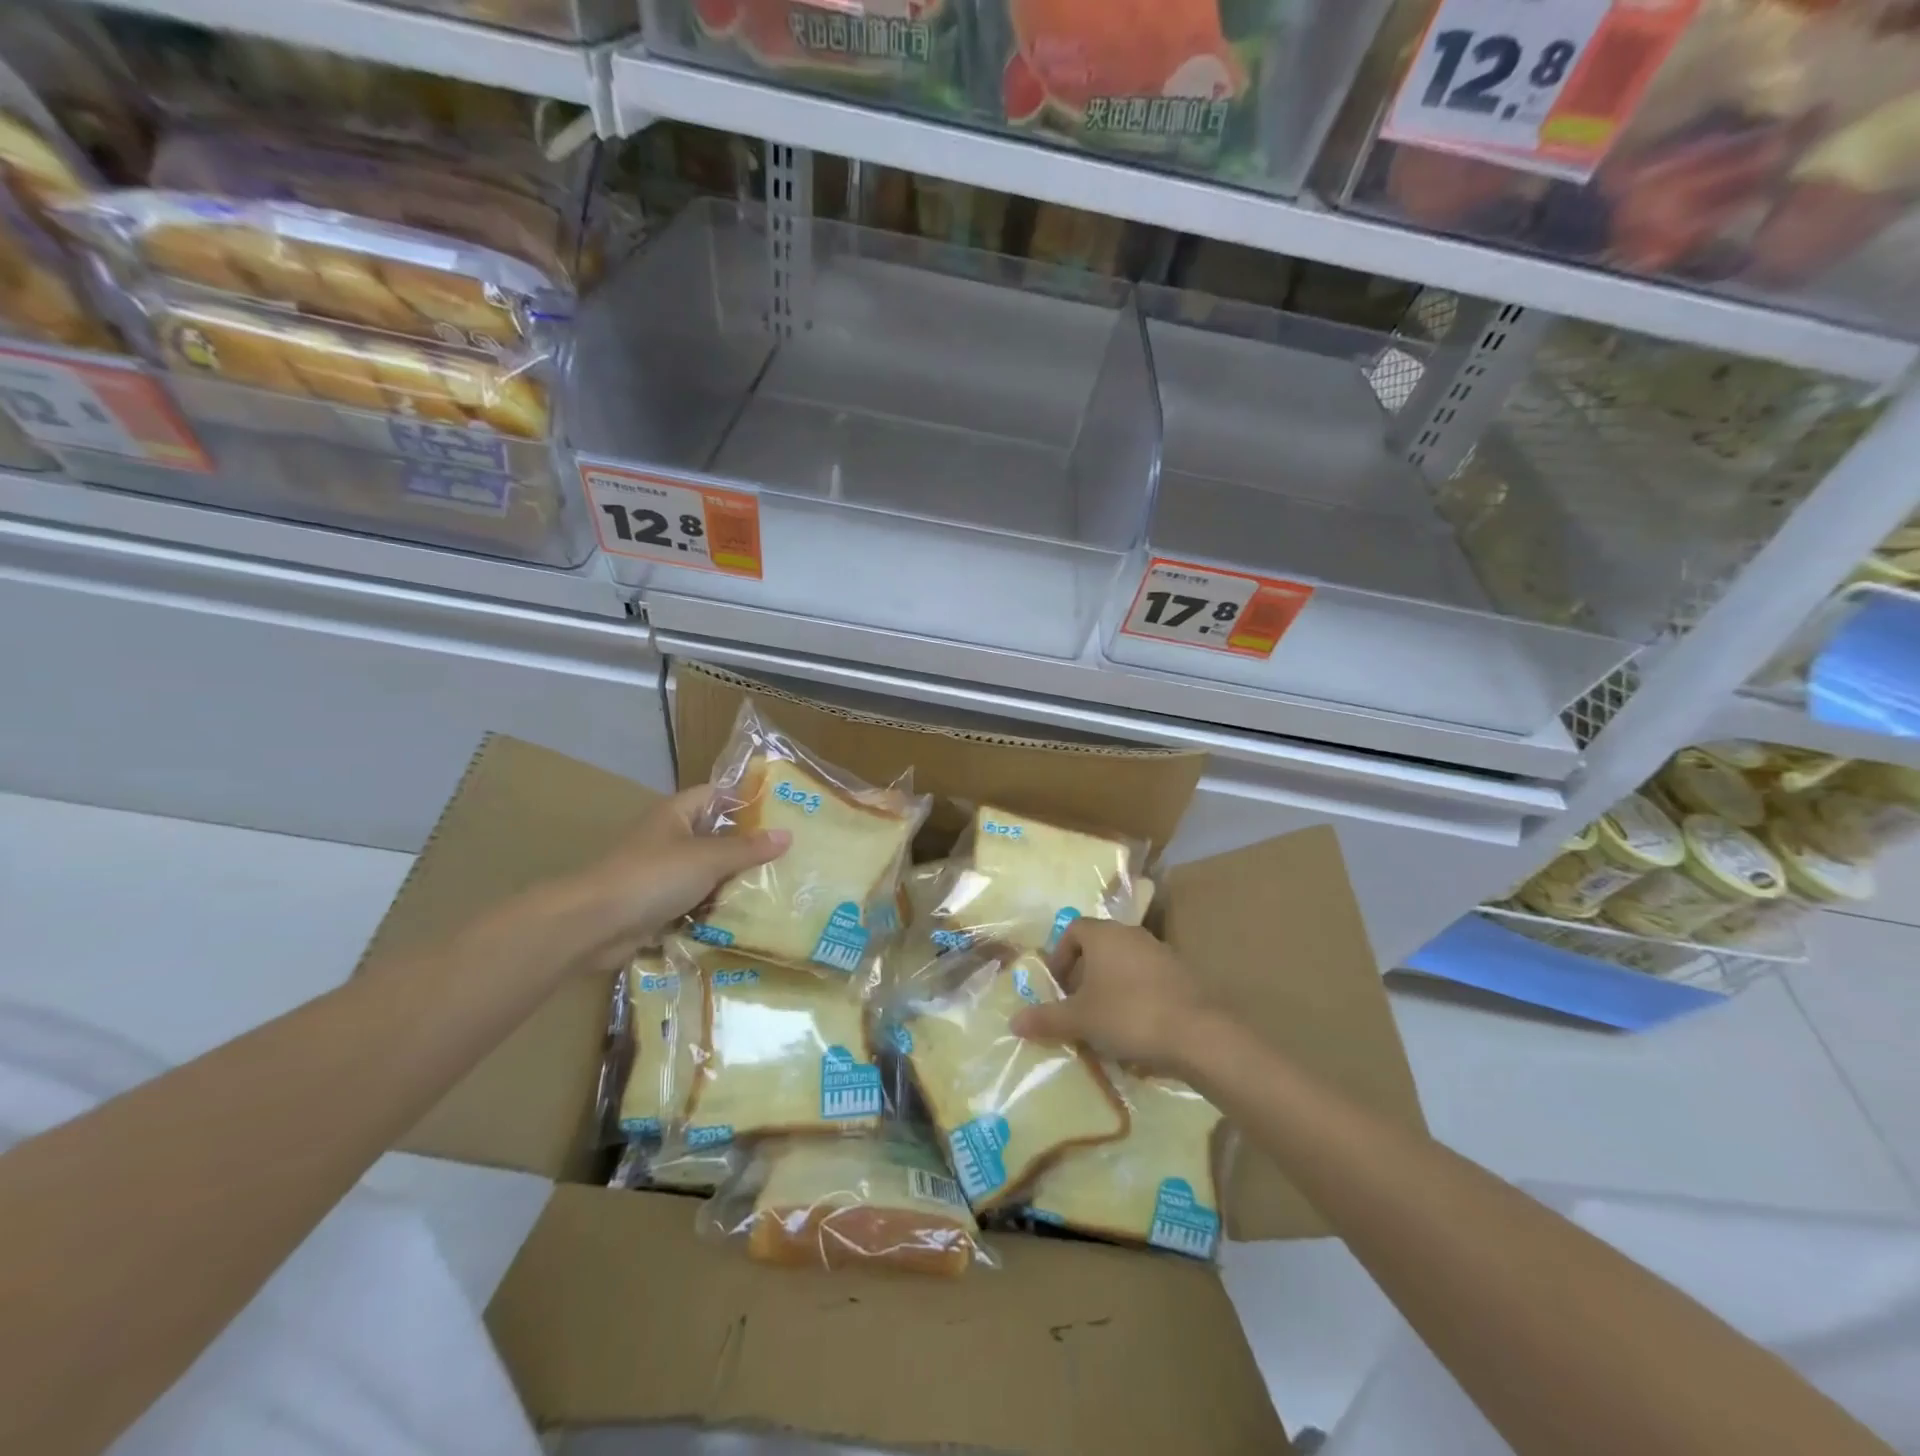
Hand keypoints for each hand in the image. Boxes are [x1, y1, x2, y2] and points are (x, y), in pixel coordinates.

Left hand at [546, 785, 788, 972]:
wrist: (593, 924)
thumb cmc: (652, 877)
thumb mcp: (708, 858)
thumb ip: (748, 849)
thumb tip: (787, 835)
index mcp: (676, 814)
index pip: (716, 795)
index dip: (746, 800)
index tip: (781, 811)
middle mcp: (668, 838)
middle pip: (714, 836)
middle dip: (747, 846)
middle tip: (789, 854)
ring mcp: (661, 874)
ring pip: (706, 872)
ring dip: (733, 881)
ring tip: (777, 886)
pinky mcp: (657, 906)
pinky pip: (695, 902)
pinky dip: (715, 908)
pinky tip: (746, 916)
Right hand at [1008, 920, 1215, 1075]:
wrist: (1197, 1033)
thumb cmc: (1129, 1015)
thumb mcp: (1080, 1020)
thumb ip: (1047, 1019)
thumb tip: (1013, 1021)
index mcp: (1104, 934)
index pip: (1073, 929)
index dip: (1060, 955)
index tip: (1057, 985)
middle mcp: (1132, 934)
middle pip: (1099, 945)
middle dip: (1084, 973)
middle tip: (1076, 1004)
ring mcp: (1160, 952)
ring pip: (1124, 962)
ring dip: (1110, 985)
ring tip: (1105, 1020)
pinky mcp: (1182, 974)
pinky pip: (1148, 978)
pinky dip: (1136, 995)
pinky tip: (1136, 1027)